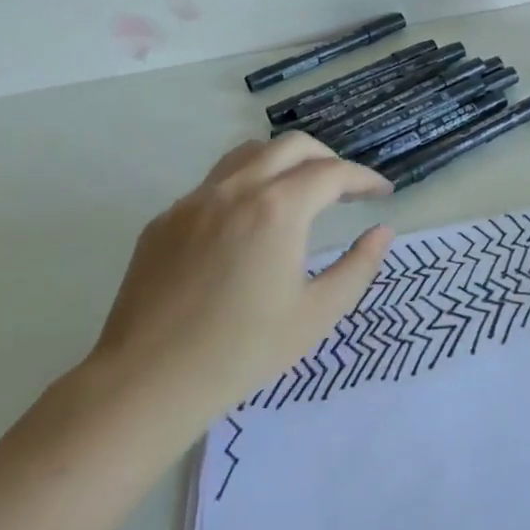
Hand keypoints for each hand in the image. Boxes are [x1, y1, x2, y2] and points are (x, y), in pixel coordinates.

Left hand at [83, 133, 393, 430]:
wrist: (146, 383)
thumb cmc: (242, 352)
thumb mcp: (317, 314)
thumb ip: (358, 266)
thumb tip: (382, 232)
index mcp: (277, 209)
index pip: (332, 173)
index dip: (364, 178)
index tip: (383, 192)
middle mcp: (235, 190)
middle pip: (292, 146)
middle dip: (327, 159)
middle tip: (346, 189)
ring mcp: (193, 202)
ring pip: (248, 154)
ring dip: (284, 162)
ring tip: (300, 192)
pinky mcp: (164, 221)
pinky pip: (214, 184)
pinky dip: (246, 186)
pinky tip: (248, 226)